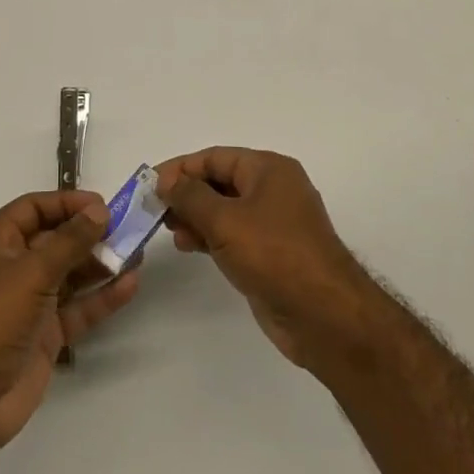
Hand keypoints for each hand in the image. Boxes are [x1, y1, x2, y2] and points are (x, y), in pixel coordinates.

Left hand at [0, 190, 140, 453]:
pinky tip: (130, 285)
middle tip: (129, 228)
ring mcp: (28, 303)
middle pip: (55, 240)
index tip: (103, 205)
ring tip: (137, 252)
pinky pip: (77, 308)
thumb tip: (100, 210)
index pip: (33, 209)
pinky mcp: (44, 335)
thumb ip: (69, 241)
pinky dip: (102, 297)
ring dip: (100, 263)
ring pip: (70, 275)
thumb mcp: (30, 272)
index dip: (67, 203)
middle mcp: (11, 268)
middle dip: (89, 233)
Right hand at [156, 148, 372, 372]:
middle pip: (219, 181)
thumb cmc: (274, 255)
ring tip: (169, 230)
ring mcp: (273, 223)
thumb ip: (190, 196)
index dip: (180, 168)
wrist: (324, 316)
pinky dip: (209, 236)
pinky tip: (188, 246)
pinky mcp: (271, 253)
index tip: (149, 185)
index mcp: (268, 169)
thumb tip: (168, 181)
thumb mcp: (224, 219)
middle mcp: (273, 189)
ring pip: (224, 210)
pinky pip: (233, 235)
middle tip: (154, 210)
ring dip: (195, 217)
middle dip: (186, 193)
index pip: (214, 157)